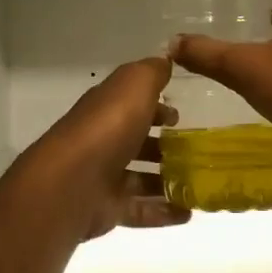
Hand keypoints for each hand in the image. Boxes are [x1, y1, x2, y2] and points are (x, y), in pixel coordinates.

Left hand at [28, 56, 189, 239]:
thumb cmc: (107, 128)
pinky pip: (140, 210)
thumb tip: (165, 58)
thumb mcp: (134, 85)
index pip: (131, 105)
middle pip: (136, 143)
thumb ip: (151, 72)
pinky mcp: (107, 209)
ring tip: (199, 184)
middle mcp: (102, 142)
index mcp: (106, 110)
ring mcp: (103, 178)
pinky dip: (163, 212)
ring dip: (167, 181)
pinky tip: (188, 213)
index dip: (155, 108)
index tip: (179, 116)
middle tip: (195, 152)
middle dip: (164, 146)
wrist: (72, 183)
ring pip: (140, 178)